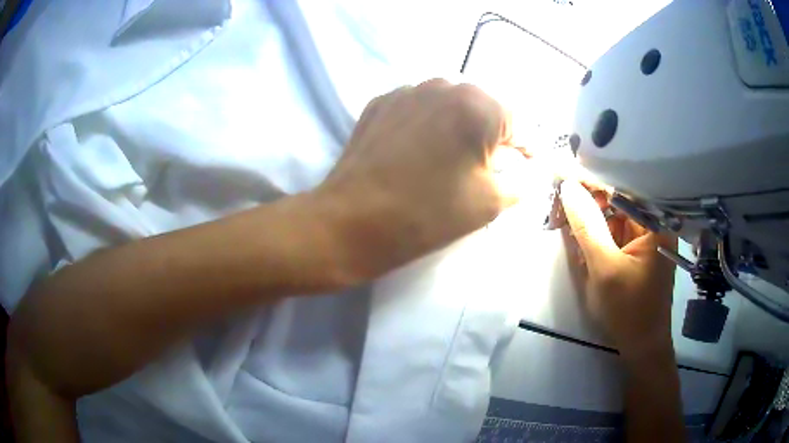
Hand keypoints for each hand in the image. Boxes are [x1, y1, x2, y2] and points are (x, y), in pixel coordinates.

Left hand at [314, 78, 516, 280]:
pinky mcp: (381, 102)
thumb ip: (522, 181)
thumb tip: (532, 170)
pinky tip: (420, 150)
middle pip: (484, 108)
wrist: (351, 221)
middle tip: (491, 165)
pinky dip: (429, 124)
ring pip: (450, 104)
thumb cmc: (428, 214)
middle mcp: (444, 85)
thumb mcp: (490, 202)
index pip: (519, 124)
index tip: (530, 165)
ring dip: (460, 126)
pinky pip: (419, 108)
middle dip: (494, 135)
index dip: (528, 148)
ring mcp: (407, 90)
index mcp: (478, 105)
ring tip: (453, 157)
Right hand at [559, 180, 677, 362]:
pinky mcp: (636, 249)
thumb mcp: (605, 269)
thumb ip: (587, 226)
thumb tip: (567, 187)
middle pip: (617, 197)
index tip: (561, 170)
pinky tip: (579, 237)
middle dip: (588, 198)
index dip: (591, 177)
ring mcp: (645, 236)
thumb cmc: (629, 311)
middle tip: (558, 197)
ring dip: (589, 216)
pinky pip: (613, 231)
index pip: (621, 186)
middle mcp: (654, 222)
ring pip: (612, 214)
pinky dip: (595, 233)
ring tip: (563, 215)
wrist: (642, 347)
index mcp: (656, 221)